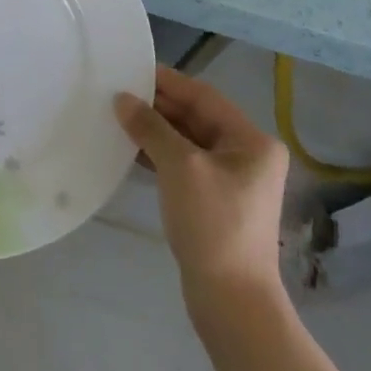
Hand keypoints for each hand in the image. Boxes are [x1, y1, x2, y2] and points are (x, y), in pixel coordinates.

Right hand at [115, 65, 289, 311]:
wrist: (231, 301)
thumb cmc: (212, 225)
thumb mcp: (180, 167)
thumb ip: (151, 127)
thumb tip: (122, 99)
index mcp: (252, 141)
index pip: (204, 97)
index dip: (167, 82)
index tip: (131, 70)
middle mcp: (248, 155)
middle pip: (197, 117)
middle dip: (158, 106)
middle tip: (117, 94)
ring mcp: (233, 180)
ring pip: (188, 141)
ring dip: (156, 130)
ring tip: (118, 117)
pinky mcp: (216, 201)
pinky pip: (185, 164)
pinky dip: (160, 154)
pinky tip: (131, 150)